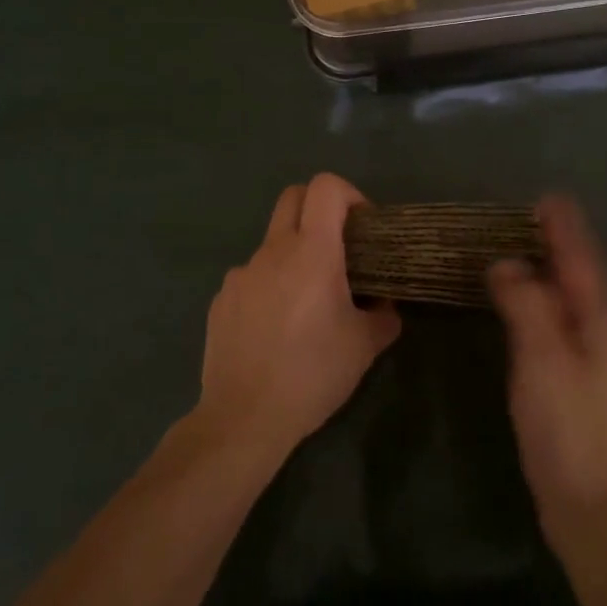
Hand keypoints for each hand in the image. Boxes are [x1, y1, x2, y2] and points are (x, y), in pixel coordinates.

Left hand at [197, 173, 401, 457]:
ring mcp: (241, 273)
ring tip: (306, 303)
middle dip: (318, 207)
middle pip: (293, 197)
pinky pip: (251, 277)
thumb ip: (383, 316)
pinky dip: (269, 287)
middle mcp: (273, 251)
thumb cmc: (312, 374)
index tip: (363, 226)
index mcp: (312, 252)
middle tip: (338, 246)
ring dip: (293, 255)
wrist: (244, 417)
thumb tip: (384, 305)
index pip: (325, 187)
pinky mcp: (222, 298)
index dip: (349, 194)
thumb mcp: (364, 347)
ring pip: (272, 243)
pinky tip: (274, 329)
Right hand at [488, 195, 606, 546]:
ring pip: (570, 300)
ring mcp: (592, 360)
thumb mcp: (542, 358)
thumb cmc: (568, 427)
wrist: (592, 506)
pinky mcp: (576, 383)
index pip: (581, 260)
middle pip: (581, 276)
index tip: (547, 197)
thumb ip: (526, 304)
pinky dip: (543, 301)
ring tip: (524, 251)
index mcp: (598, 321)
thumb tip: (506, 263)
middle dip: (560, 244)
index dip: (565, 228)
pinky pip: (559, 322)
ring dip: (551, 271)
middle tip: (529, 218)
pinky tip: (525, 307)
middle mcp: (601, 334)